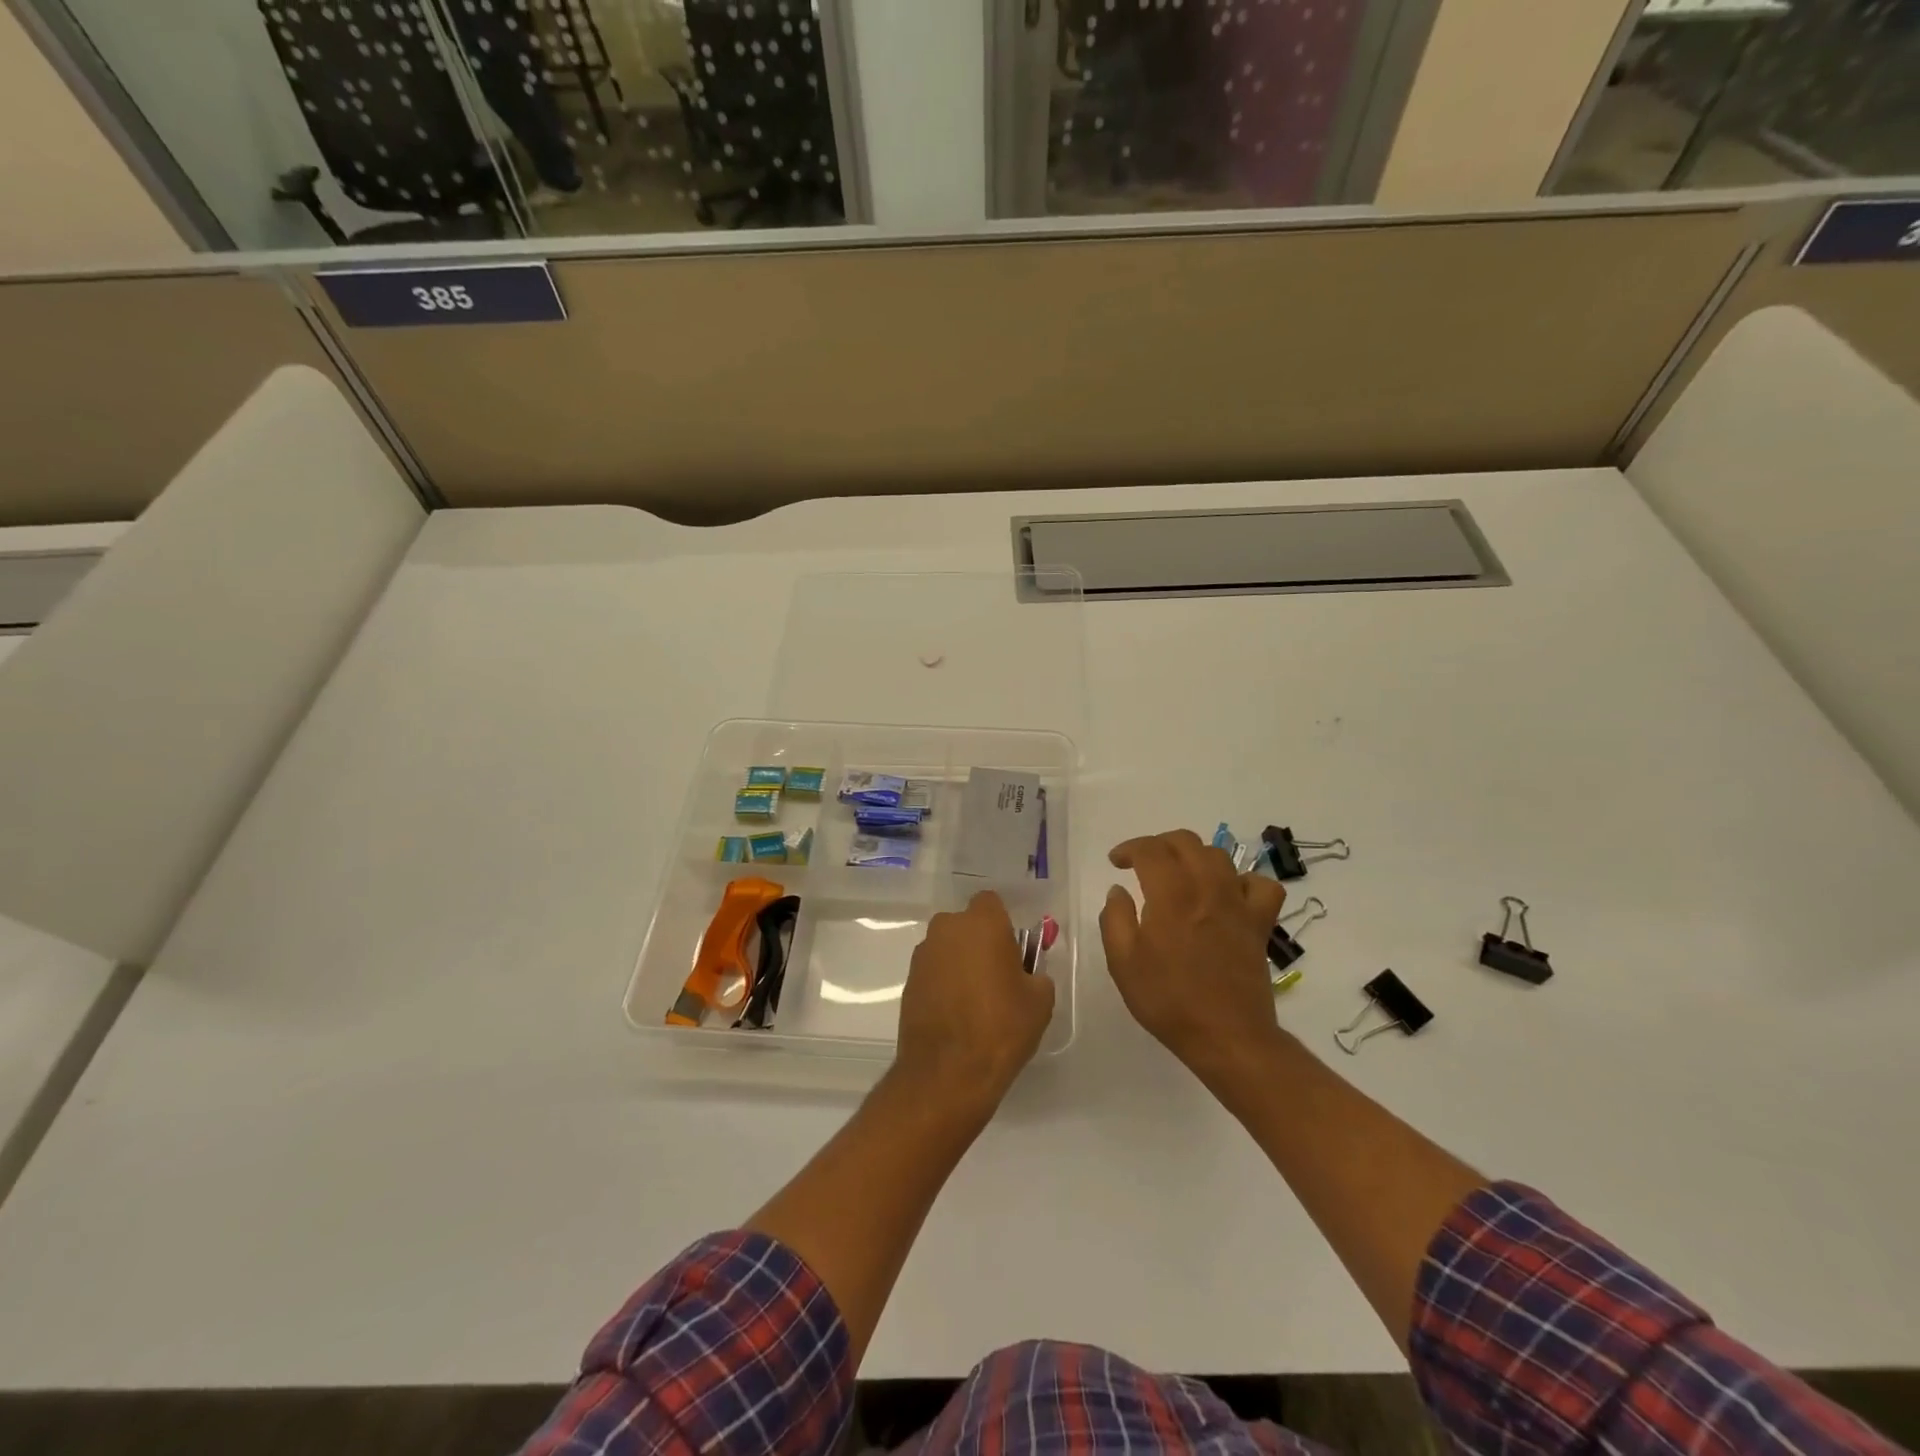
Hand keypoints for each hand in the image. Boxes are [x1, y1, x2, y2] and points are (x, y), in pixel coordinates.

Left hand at [896, 891, 1054, 1115]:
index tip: (1013, 951)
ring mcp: (922, 955)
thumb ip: (1036, 974)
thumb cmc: (1001, 1027)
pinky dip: (944, 984)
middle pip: (967, 924)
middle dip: (980, 942)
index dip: (1003, 924)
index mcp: (981, 923)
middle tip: (997, 976)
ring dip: (960, 963)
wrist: (947, 1072)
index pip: (991, 903)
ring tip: (976, 1001)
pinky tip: (956, 1014)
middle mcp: (946, 929)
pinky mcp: (908, 981)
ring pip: (948, 948)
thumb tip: (1026, 974)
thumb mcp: (1040, 1000)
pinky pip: (933, 971)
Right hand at [1101, 829, 1290, 1082]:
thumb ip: (1115, 919)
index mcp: (1171, 895)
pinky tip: (1227, 895)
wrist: (1227, 1037)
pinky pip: (1260, 885)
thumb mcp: (1123, 963)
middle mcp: (1207, 888)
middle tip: (1142, 863)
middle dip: (1159, 844)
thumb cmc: (1168, 1001)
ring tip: (1179, 874)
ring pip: (1219, 856)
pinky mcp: (1259, 923)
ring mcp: (1238, 904)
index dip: (1129, 848)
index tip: (1116, 862)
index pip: (1150, 850)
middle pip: (1186, 842)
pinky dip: (1242, 881)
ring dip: (1193, 855)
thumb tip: (1119, 890)